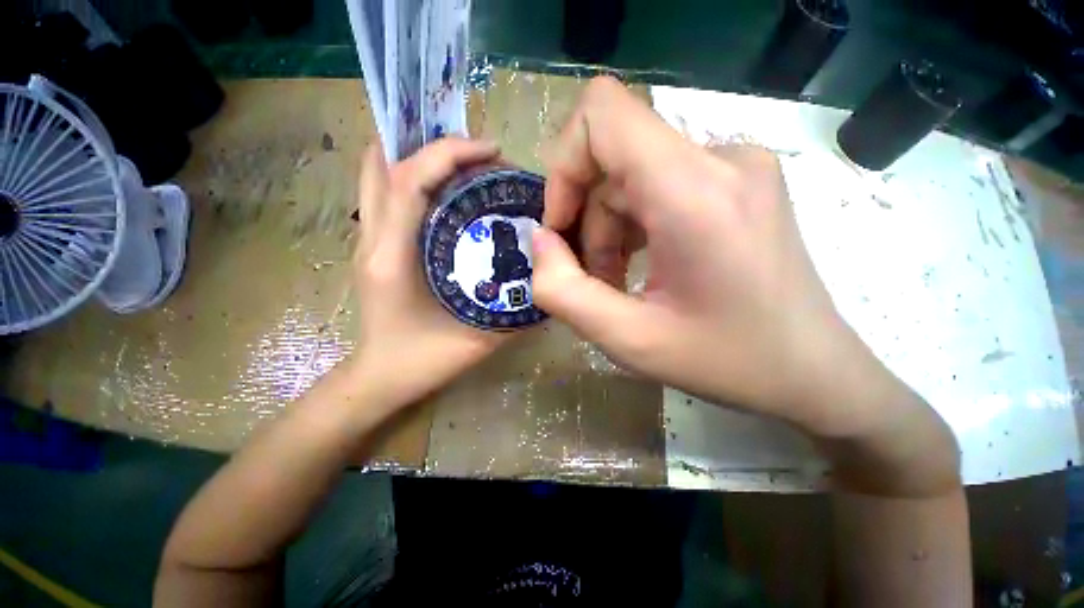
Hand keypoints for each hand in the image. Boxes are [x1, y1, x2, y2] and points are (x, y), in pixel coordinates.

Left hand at [349, 137, 506, 409]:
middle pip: (385, 164)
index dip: (449, 153)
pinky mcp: (372, 245)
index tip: (491, 151)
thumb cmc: (425, 361)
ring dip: (417, 155)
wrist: (382, 378)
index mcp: (393, 259)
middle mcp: (372, 239)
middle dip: (431, 145)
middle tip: (476, 155)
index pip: (410, 181)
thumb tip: (542, 273)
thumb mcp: (478, 337)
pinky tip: (444, 188)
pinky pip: (383, 193)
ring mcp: (367, 239)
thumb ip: (513, 310)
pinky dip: (410, 175)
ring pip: (377, 173)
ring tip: (461, 162)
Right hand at [532, 77, 902, 436]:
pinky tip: (641, 269)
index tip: (560, 227)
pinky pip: (659, 186)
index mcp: (694, 192)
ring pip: (632, 177)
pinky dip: (634, 226)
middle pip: (613, 157)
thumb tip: (540, 240)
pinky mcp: (737, 183)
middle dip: (585, 219)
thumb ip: (563, 291)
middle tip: (589, 277)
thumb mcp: (627, 340)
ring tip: (615, 283)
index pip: (603, 113)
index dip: (564, 165)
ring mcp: (734, 167)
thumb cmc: (726, 363)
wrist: (814, 372)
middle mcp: (720, 160)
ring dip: (609, 229)